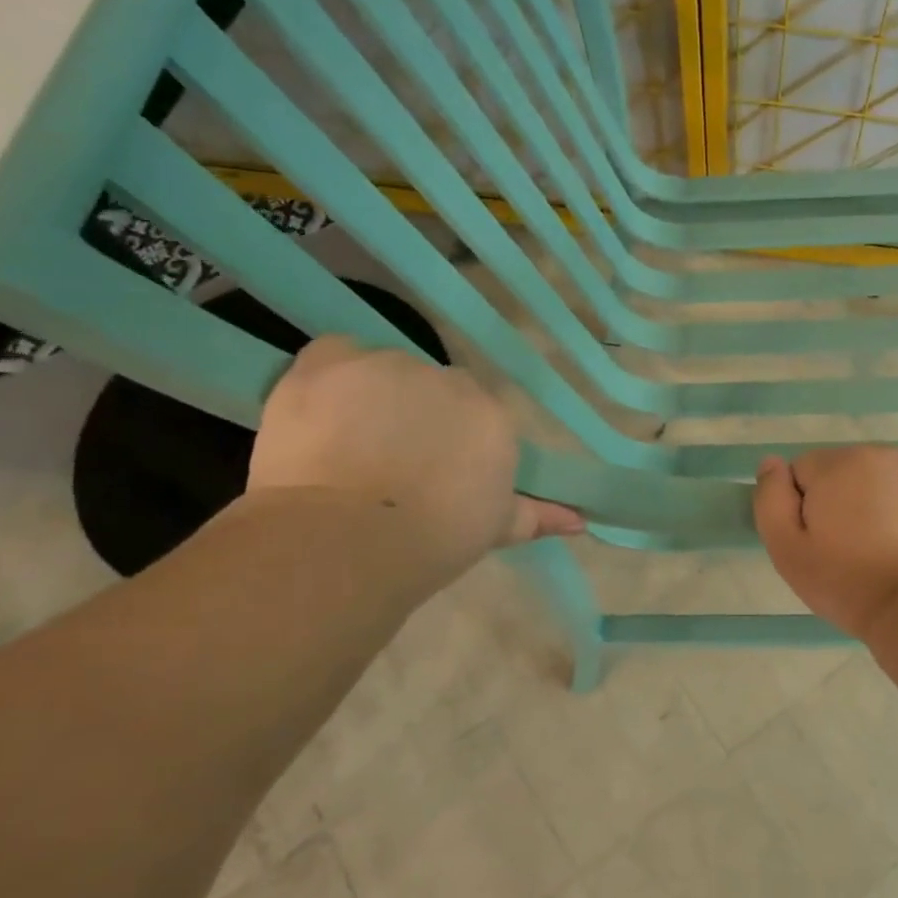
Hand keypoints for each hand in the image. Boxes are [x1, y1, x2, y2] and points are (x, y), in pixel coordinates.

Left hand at [247, 337, 582, 588]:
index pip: (473, 414)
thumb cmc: (433, 540)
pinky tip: (316, 415)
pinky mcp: (332, 362)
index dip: (448, 440)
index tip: (428, 472)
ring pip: (383, 373)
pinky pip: (334, 356)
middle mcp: (449, 381)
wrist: (347, 538)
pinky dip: (327, 380)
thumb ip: (537, 515)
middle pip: (431, 388)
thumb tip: (582, 522)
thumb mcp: (494, 529)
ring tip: (344, 448)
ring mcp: (391, 366)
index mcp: (492, 417)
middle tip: (388, 463)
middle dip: (413, 416)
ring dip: (370, 400)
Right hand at [753, 446, 897, 640]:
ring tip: (896, 548)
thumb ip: (770, 500)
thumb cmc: (850, 584)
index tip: (823, 541)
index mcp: (839, 464)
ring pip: (892, 477)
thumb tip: (771, 463)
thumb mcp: (788, 552)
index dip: (808, 507)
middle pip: (851, 470)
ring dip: (887, 500)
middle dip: (849, 498)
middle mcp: (884, 452)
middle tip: (859, 549)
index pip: (806, 471)